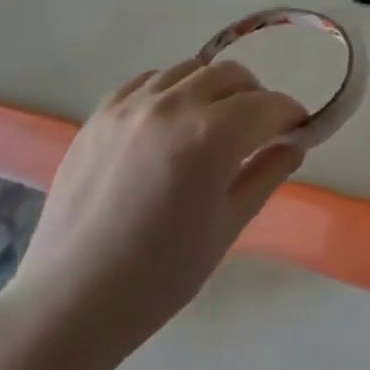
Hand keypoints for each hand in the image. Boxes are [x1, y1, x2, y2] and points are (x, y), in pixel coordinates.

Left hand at [0, 59, 307, 367]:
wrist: (71, 301)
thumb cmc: (160, 276)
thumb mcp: (227, 227)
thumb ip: (266, 175)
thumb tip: (295, 144)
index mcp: (210, 137)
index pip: (268, 105)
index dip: (290, 115)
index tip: (298, 130)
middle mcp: (172, 106)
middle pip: (231, 74)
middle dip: (255, 97)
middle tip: (259, 130)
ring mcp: (130, 106)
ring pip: (189, 69)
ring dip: (214, 88)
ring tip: (212, 123)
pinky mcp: (99, 114)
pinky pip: (147, 81)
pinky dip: (170, 90)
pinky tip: (169, 123)